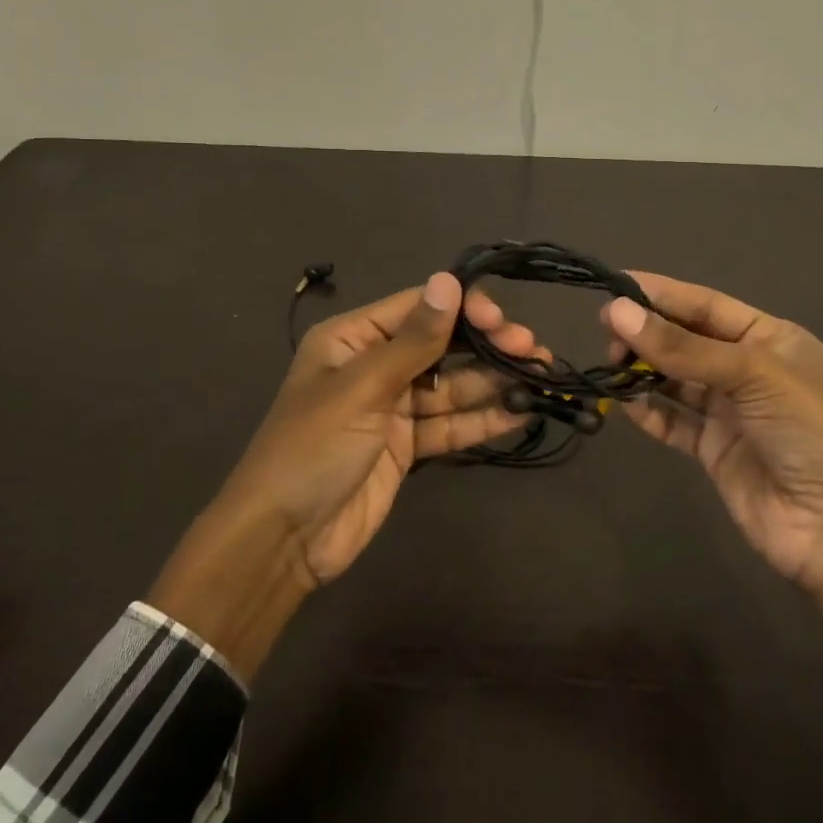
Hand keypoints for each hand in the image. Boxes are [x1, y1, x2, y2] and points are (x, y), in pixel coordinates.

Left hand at [148, 272, 540, 678]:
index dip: (464, 308)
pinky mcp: (408, 446)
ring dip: (494, 380)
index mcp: (353, 338)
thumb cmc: (312, 448)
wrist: (281, 541)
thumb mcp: (361, 388)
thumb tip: (449, 281)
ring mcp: (394, 407)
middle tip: (532, 349)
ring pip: (453, 385)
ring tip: (540, 374)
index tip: (501, 321)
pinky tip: (521, 410)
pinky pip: (451, 424)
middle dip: (487, 344)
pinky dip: (484, 419)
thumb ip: (414, 340)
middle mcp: (376, 365)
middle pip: (442, 345)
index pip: (419, 307)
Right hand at [603, 274, 822, 690]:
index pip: (705, 305)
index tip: (614, 285)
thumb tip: (617, 311)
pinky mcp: (714, 450)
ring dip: (644, 370)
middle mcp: (747, 369)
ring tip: (611, 364)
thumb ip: (683, 348)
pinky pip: (673, 421)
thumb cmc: (809, 430)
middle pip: (686, 340)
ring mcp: (729, 411)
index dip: (661, 294)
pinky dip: (648, 411)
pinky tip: (626, 403)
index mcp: (769, 338)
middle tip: (608, 333)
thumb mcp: (752, 375)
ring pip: (674, 379)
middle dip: (648, 332)